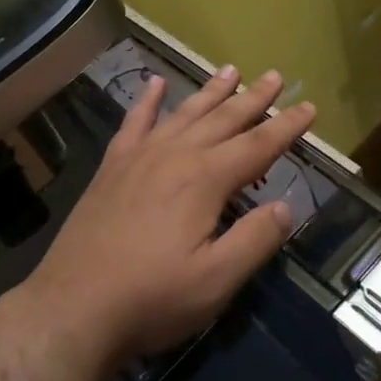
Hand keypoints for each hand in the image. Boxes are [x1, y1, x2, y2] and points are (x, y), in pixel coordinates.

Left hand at [22, 65, 315, 363]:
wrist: (71, 310)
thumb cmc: (151, 298)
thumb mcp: (217, 280)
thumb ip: (256, 239)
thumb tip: (287, 207)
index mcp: (205, 180)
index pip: (258, 145)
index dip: (286, 127)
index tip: (309, 107)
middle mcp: (175, 156)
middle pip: (223, 119)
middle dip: (253, 98)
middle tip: (275, 76)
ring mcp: (139, 159)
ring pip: (184, 114)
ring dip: (210, 92)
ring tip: (229, 70)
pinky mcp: (112, 169)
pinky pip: (134, 124)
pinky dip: (147, 102)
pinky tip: (155, 84)